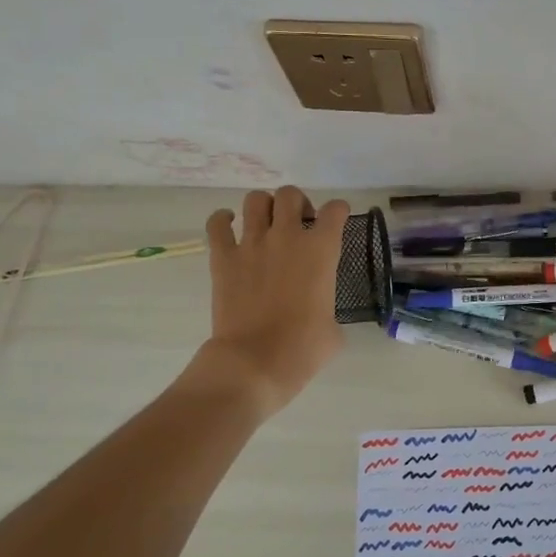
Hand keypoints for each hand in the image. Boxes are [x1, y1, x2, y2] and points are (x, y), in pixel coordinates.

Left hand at [199, 186, 350, 414]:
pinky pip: (217, 224)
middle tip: (298, 224)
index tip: (335, 221)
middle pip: (291, 195)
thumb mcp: (334, 330)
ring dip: (263, 207)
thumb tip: (321, 316)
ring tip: (265, 224)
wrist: (255, 361)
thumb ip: (329, 309)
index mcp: (322, 250)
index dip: (338, 212)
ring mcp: (252, 244)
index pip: (336, 210)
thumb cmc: (303, 349)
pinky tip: (228, 227)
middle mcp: (288, 237)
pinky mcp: (223, 258)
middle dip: (297, 203)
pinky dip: (222, 220)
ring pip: (256, 200)